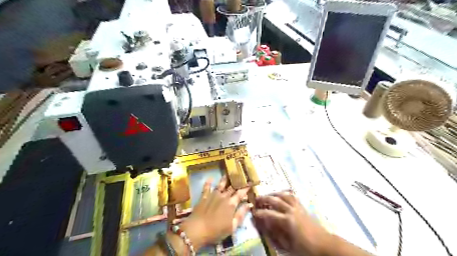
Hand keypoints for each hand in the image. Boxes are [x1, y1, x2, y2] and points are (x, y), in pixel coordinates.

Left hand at [180, 175, 251, 250]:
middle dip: (237, 182)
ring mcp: (213, 195)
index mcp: (231, 204)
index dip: (246, 188)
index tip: (250, 183)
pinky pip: (206, 188)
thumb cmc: (216, 231)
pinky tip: (210, 178)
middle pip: (231, 187)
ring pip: (220, 185)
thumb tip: (249, 204)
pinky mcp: (204, 197)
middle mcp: (223, 197)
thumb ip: (241, 214)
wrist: (197, 230)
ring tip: (227, 174)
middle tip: (241, 176)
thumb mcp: (232, 227)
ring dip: (224, 179)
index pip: (240, 193)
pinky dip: (208, 182)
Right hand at [252, 192, 330, 255]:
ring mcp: (298, 207)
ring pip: (284, 195)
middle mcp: (291, 210)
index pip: (269, 214)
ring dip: (274, 194)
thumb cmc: (305, 248)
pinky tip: (281, 195)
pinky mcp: (302, 207)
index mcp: (287, 221)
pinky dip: (285, 194)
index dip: (259, 213)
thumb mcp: (287, 245)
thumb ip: (274, 234)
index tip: (253, 212)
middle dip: (264, 199)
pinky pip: (292, 197)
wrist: (324, 245)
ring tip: (267, 195)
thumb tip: (264, 225)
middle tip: (256, 199)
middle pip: (275, 200)